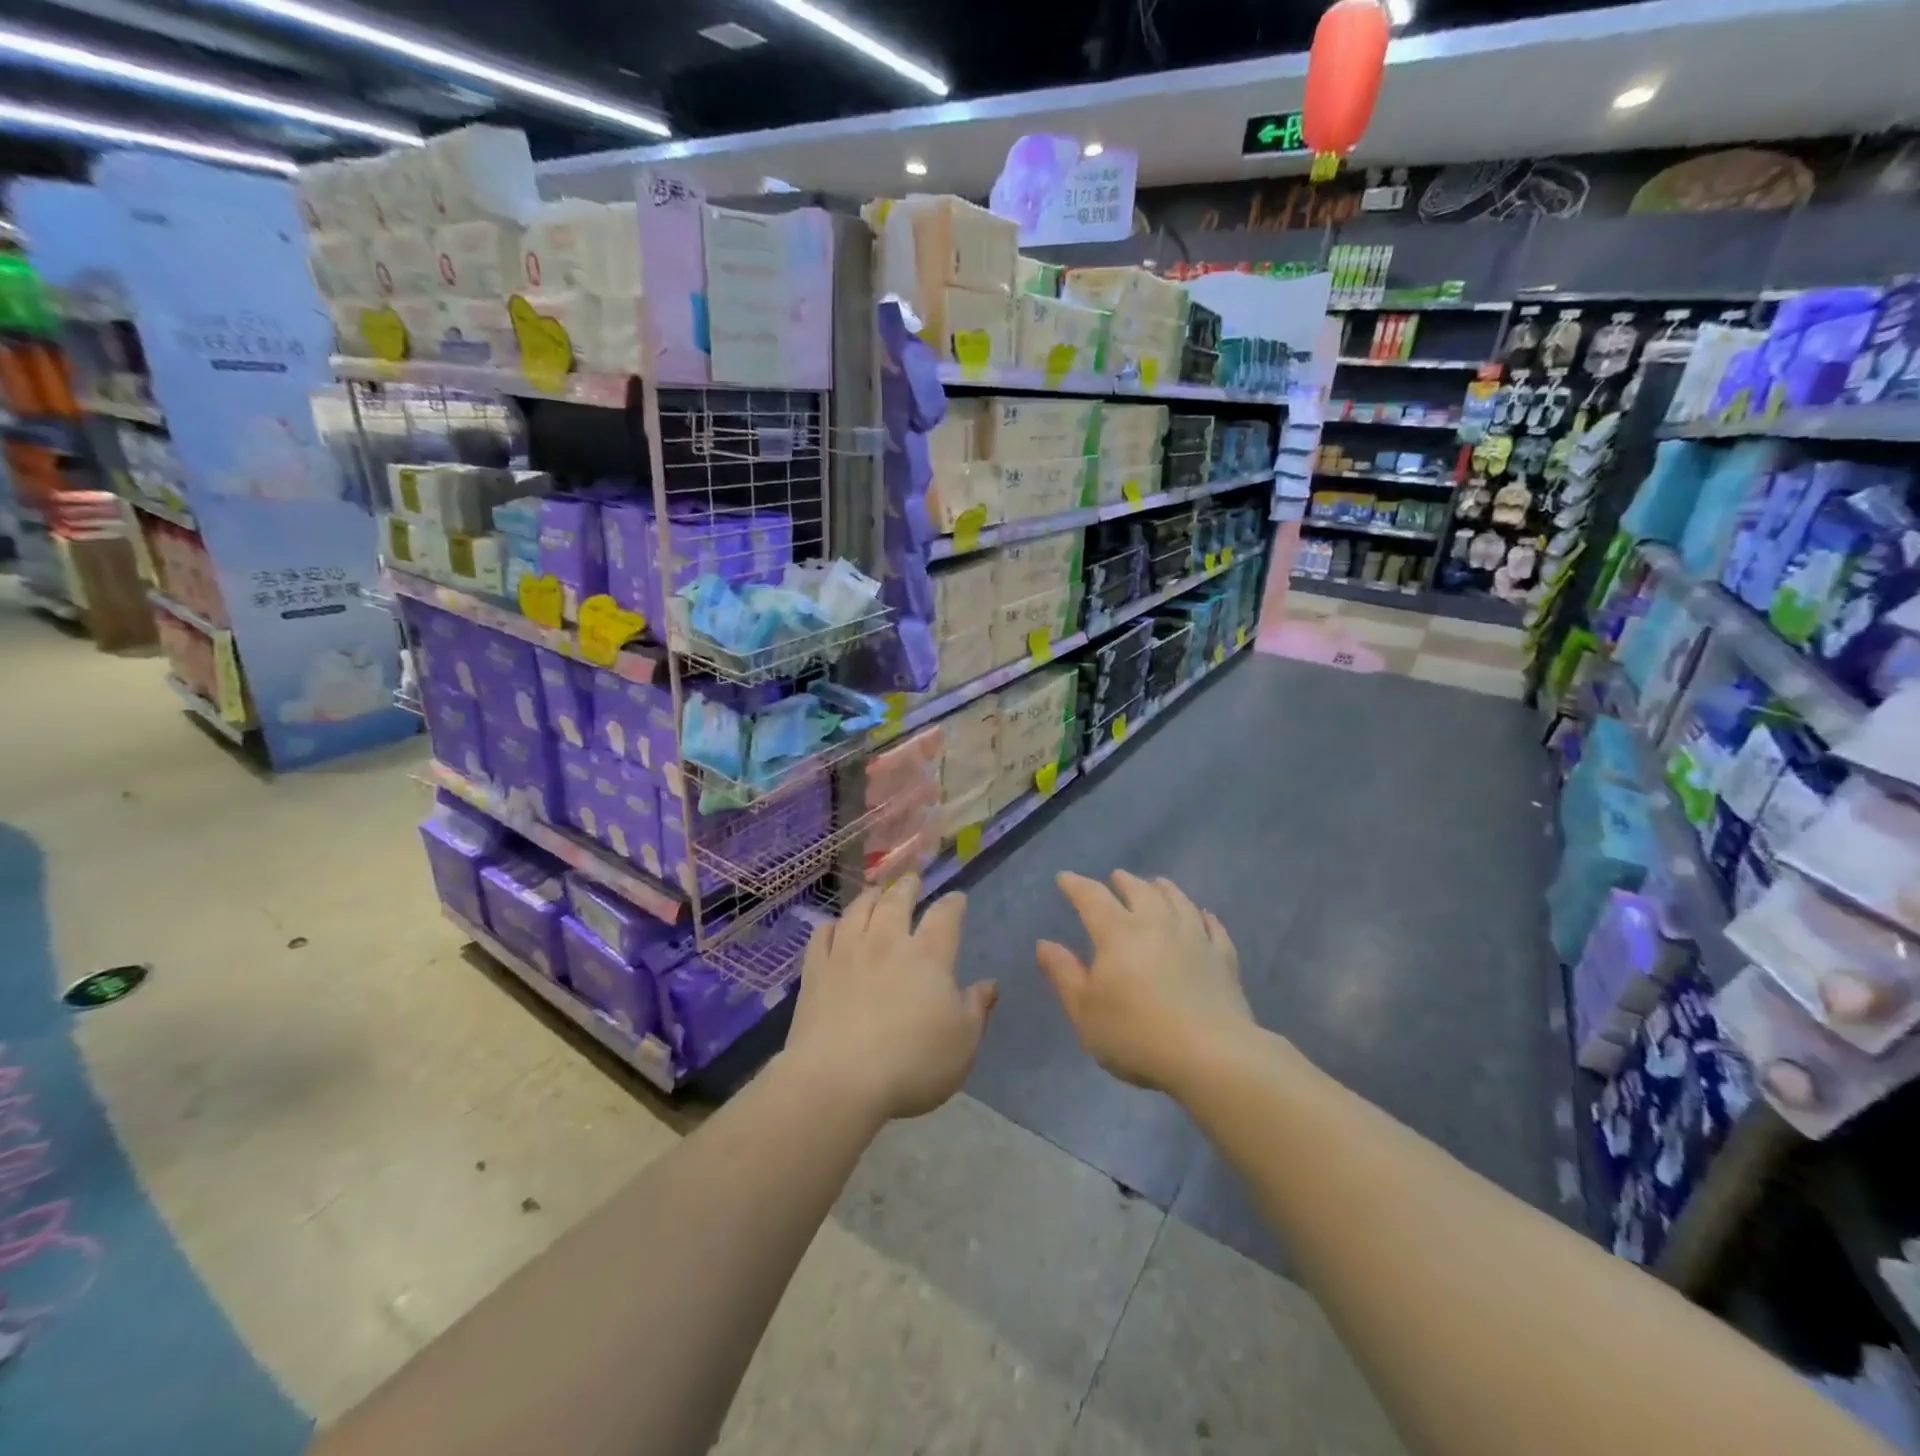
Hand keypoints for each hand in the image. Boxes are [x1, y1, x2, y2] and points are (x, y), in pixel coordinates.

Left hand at [782, 877, 996, 1121]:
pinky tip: (835, 926)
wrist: (839, 1079)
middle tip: (912, 879)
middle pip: (897, 900)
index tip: (957, 898)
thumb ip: (976, 1009)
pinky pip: (823, 934)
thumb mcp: (962, 1044)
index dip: (953, 903)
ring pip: (859, 909)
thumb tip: (989, 984)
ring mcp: (847, 952)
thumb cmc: (912, 1064)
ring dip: (871, 896)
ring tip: (876, 891)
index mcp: (928, 955)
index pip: (945, 916)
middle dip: (908, 886)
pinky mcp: (816, 970)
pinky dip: (832, 925)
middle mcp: (887, 942)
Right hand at [1037, 870, 1251, 1094]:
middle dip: (1123, 881)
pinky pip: (1212, 926)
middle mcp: (1156, 923)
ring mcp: (1194, 937)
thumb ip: (1063, 974)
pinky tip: (1202, 915)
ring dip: (1163, 888)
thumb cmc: (1136, 1034)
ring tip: (1157, 884)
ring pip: (1177, 899)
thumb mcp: (1084, 1011)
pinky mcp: (1223, 957)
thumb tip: (1044, 943)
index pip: (1091, 896)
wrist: (1210, 1055)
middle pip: (1139, 890)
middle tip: (1116, 877)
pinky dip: (1202, 915)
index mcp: (1117, 932)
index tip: (1064, 878)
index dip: (1075, 885)